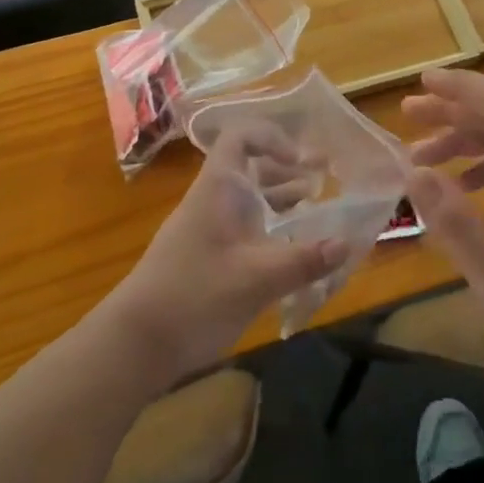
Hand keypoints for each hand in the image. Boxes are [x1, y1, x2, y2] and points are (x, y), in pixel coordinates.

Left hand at [99, 126, 348, 386]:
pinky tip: (295, 251)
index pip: (240, 138)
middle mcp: (213, 202)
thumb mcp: (255, 280)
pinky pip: (245, 230)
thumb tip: (348, 243)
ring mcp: (208, 231)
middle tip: (326, 179)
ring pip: (250, 201)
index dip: (272, 138)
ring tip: (318, 208)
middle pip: (251, 169)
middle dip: (289, 170)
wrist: (135, 344)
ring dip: (283, 200)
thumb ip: (303, 261)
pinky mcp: (208, 258)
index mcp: (217, 190)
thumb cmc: (193, 297)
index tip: (301, 161)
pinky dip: (272, 230)